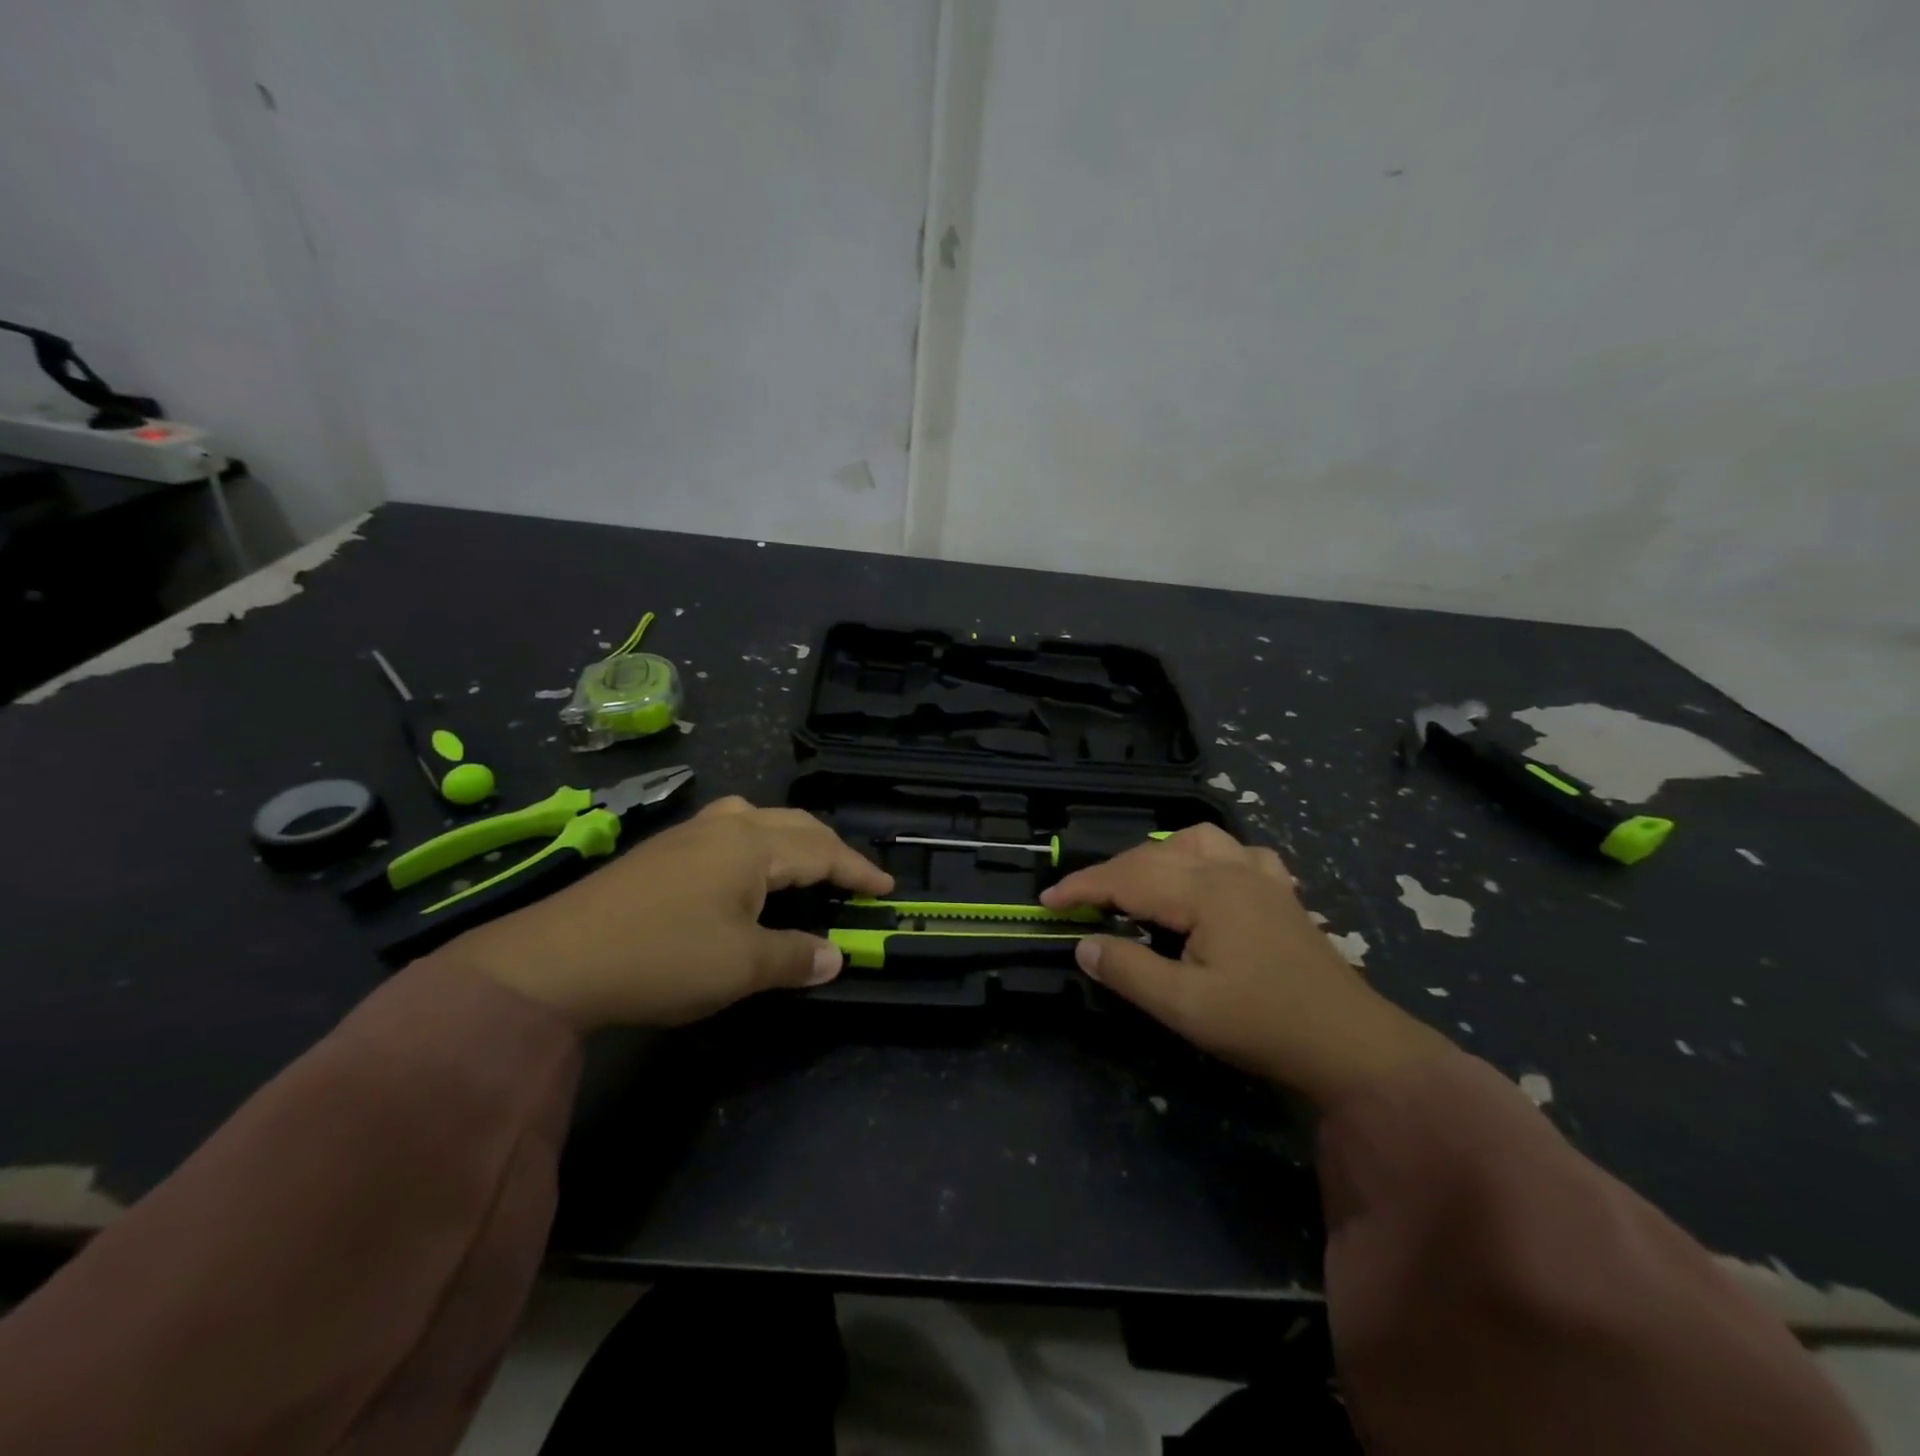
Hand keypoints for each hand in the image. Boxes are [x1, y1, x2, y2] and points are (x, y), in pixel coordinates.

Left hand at [432, 797, 892, 1029]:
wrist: (554, 962)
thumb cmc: (663, 958)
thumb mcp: (741, 967)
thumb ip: (795, 958)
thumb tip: (835, 957)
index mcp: (752, 846)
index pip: (822, 851)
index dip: (857, 871)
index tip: (886, 888)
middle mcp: (725, 828)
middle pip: (793, 826)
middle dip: (829, 850)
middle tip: (851, 879)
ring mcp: (687, 835)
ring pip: (756, 820)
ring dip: (790, 840)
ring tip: (802, 867)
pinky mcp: (660, 853)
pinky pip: (726, 832)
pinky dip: (755, 845)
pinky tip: (741, 873)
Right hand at [1040, 825, 1451, 1106]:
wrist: (1351, 1046)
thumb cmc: (1263, 1025)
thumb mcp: (1185, 1008)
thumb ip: (1129, 971)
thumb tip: (1084, 945)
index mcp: (1204, 892)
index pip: (1127, 877)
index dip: (1082, 886)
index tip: (1047, 900)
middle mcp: (1230, 870)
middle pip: (1154, 854)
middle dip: (1109, 872)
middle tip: (1079, 902)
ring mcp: (1260, 877)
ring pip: (1197, 839)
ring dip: (1157, 853)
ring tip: (1138, 883)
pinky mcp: (1280, 893)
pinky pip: (1238, 853)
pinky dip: (1208, 856)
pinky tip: (1208, 877)